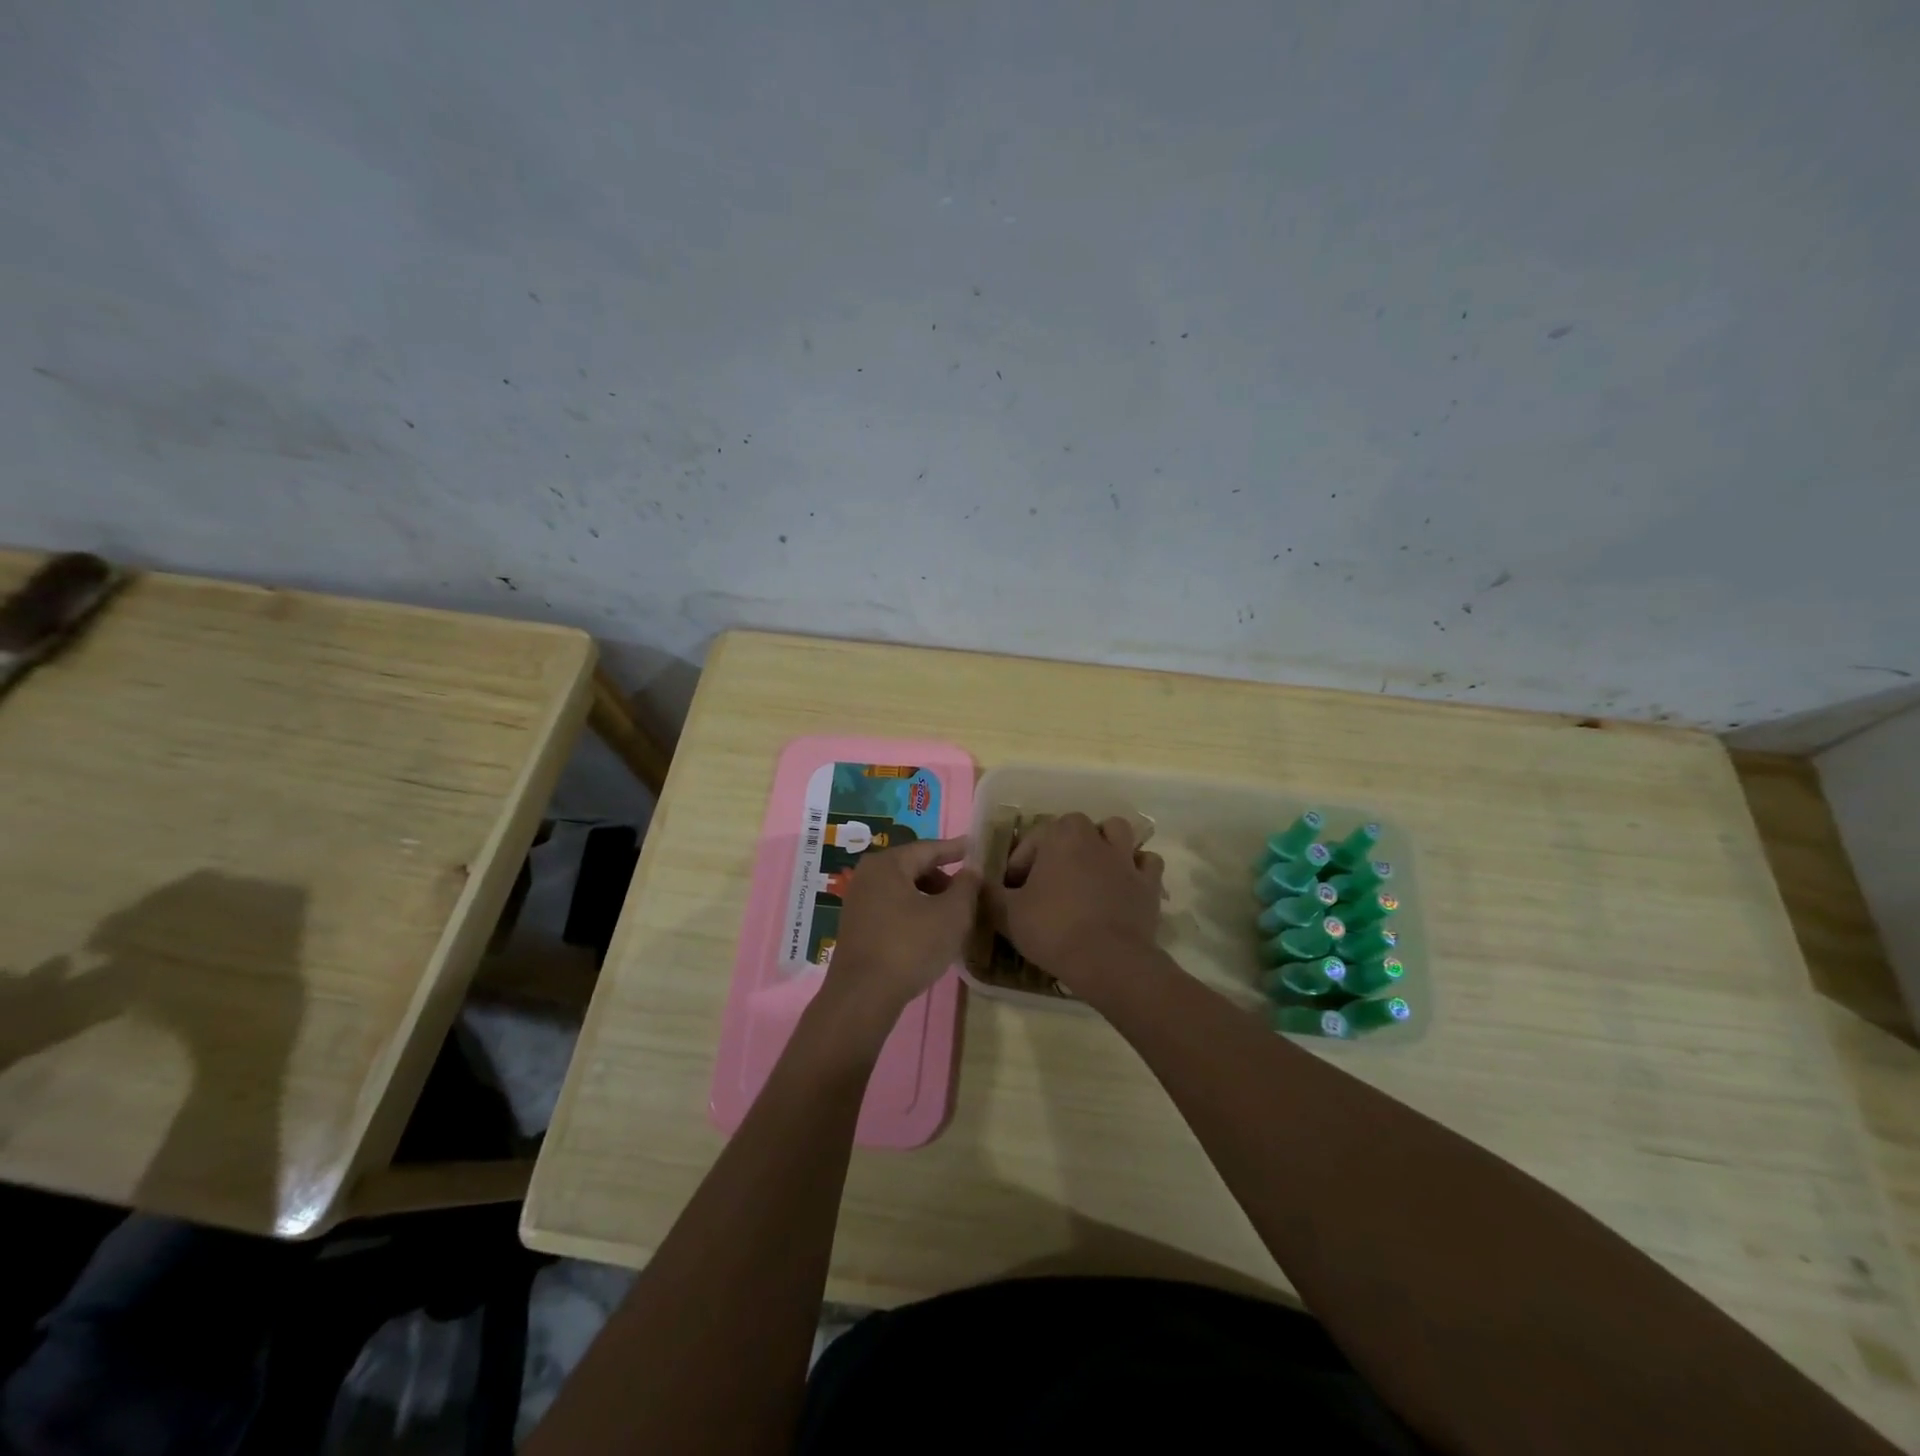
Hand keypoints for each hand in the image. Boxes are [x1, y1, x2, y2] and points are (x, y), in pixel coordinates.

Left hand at [821, 837, 980, 1025]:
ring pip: (902, 889)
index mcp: (888, 864)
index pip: (929, 848)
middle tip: (969, 890)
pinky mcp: (855, 926)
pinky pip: (891, 907)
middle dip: (943, 877)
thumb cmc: (910, 947)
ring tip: (953, 914)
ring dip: (929, 896)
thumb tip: (971, 870)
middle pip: (913, 867)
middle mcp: (868, 875)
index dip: (956, 849)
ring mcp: (858, 901)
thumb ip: (967, 887)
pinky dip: (913, 911)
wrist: (863, 996)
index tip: (976, 848)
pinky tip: (929, 931)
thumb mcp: (952, 915)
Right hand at [986, 813, 1164, 992]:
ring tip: (1091, 870)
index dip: (1020, 864)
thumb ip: (989, 893)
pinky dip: (1136, 869)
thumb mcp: (1007, 914)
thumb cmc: (1053, 929)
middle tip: (1050, 879)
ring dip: (1104, 844)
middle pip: (1075, 829)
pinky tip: (1125, 884)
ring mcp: (1126, 858)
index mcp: (1060, 835)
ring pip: (1117, 833)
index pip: (1033, 839)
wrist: (1108, 960)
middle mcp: (1095, 837)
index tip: (1014, 890)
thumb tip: (978, 882)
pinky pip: (1146, 863)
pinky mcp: (1149, 883)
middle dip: (1062, 847)